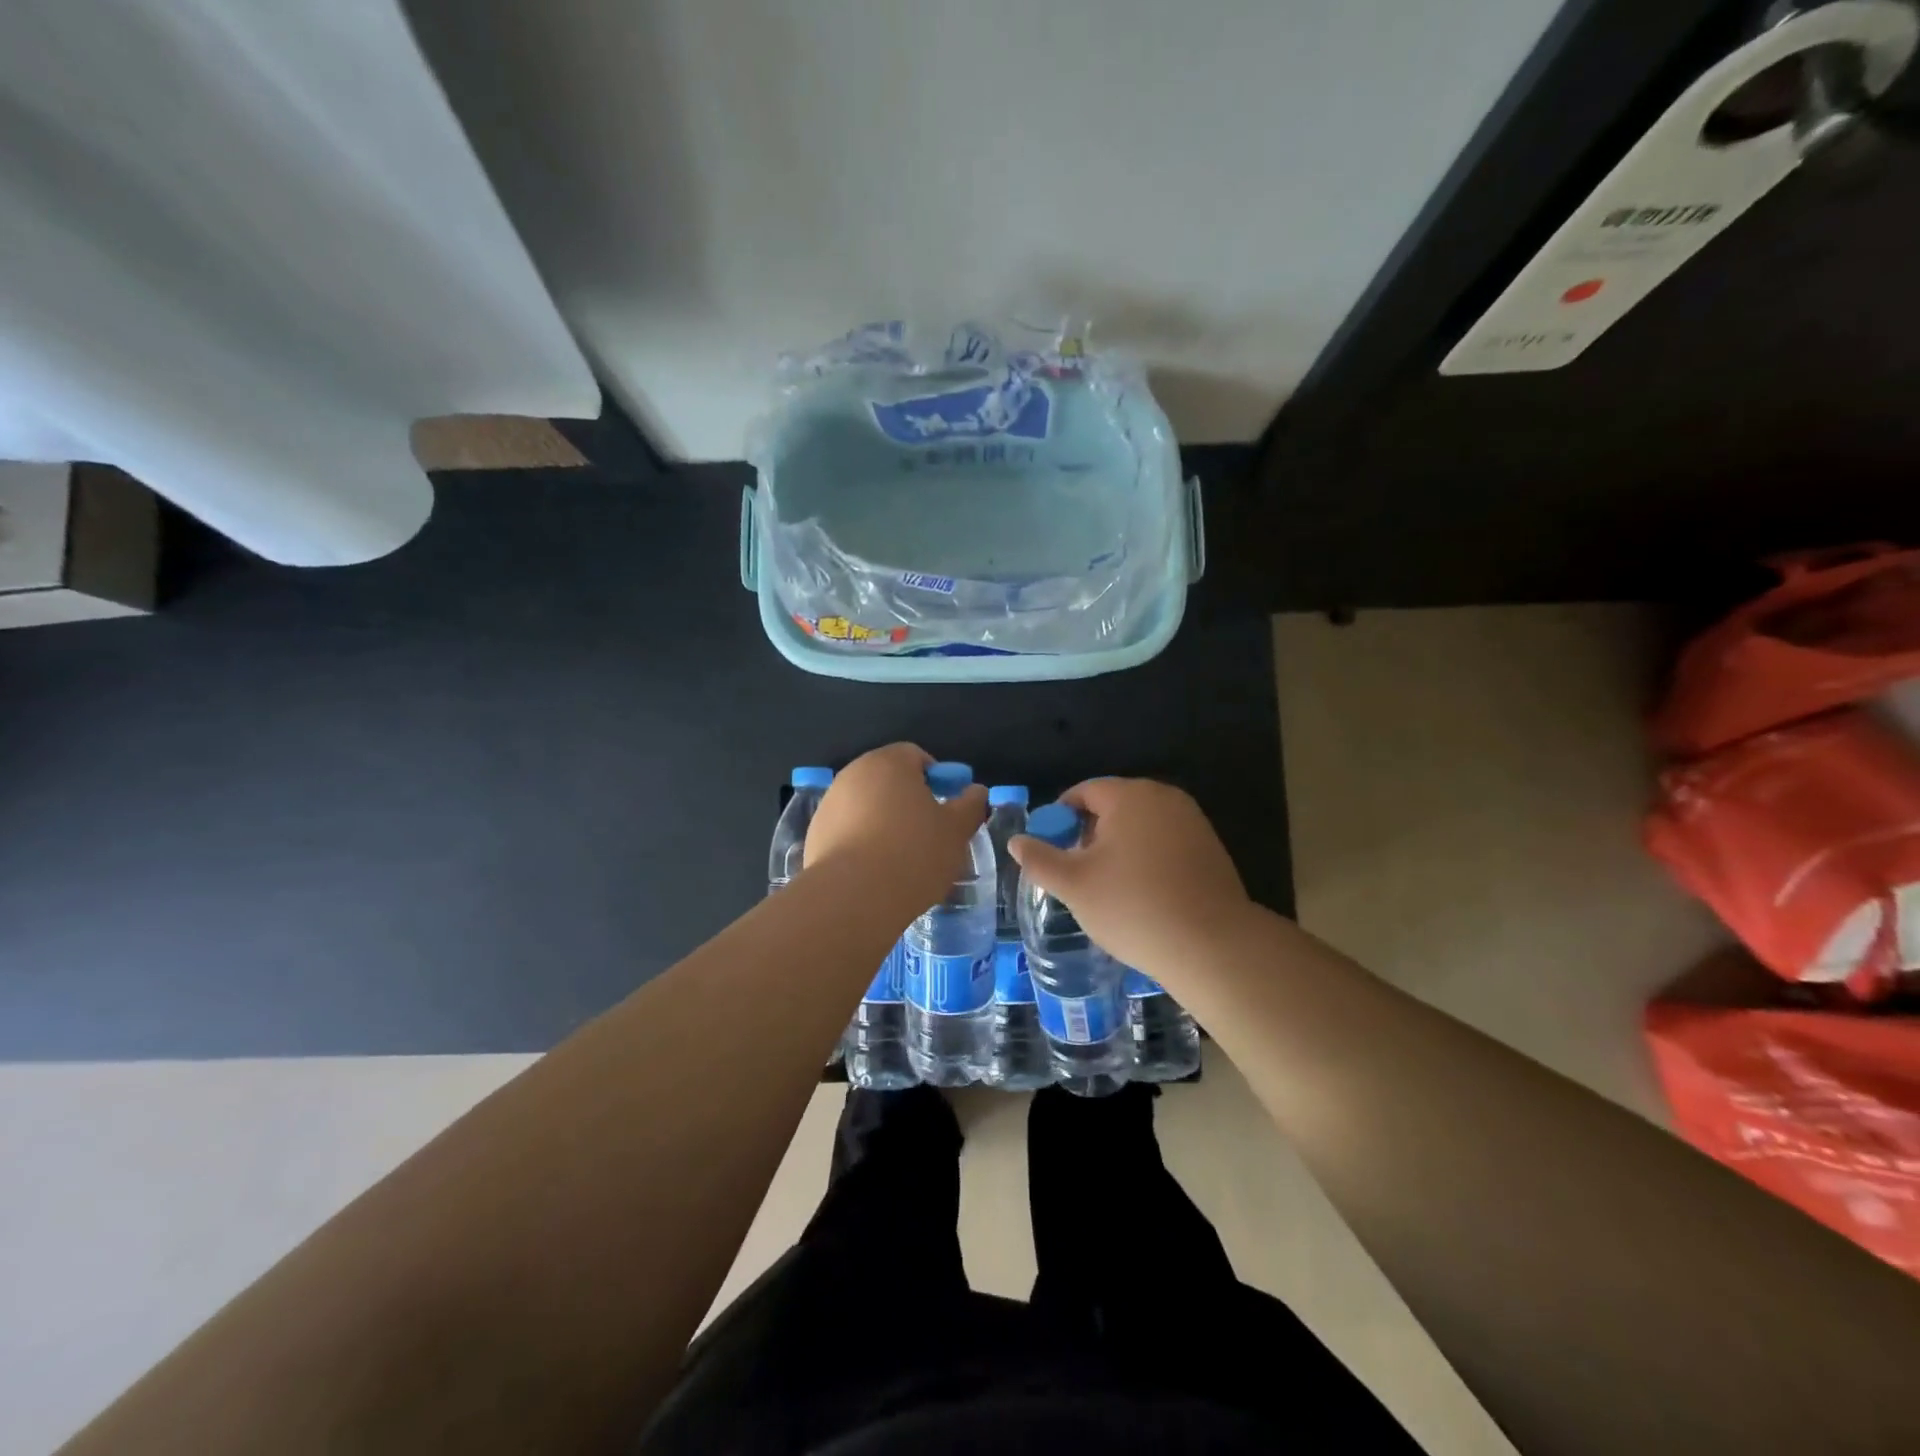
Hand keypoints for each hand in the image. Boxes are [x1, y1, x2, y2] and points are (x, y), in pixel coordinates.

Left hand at [804, 743, 987, 897]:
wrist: (853, 897)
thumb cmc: (914, 853)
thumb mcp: (956, 831)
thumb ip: (970, 805)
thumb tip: (975, 791)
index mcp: (889, 763)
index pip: (916, 755)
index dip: (936, 778)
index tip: (946, 808)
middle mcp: (854, 774)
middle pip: (888, 780)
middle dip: (908, 801)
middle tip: (929, 834)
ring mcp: (830, 804)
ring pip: (867, 806)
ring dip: (884, 823)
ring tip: (902, 859)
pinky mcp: (815, 834)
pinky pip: (847, 831)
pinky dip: (862, 843)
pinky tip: (875, 872)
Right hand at [1008, 777, 1254, 977]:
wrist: (1212, 945)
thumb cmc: (1133, 907)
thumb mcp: (1073, 885)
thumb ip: (1039, 859)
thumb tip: (1017, 841)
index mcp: (1128, 795)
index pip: (1083, 792)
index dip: (1060, 818)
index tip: (1053, 851)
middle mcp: (1163, 797)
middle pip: (1114, 806)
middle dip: (1090, 834)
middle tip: (1078, 873)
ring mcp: (1192, 821)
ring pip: (1141, 825)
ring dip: (1120, 847)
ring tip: (1109, 887)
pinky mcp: (1211, 847)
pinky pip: (1166, 842)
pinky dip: (1148, 859)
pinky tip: (1144, 894)